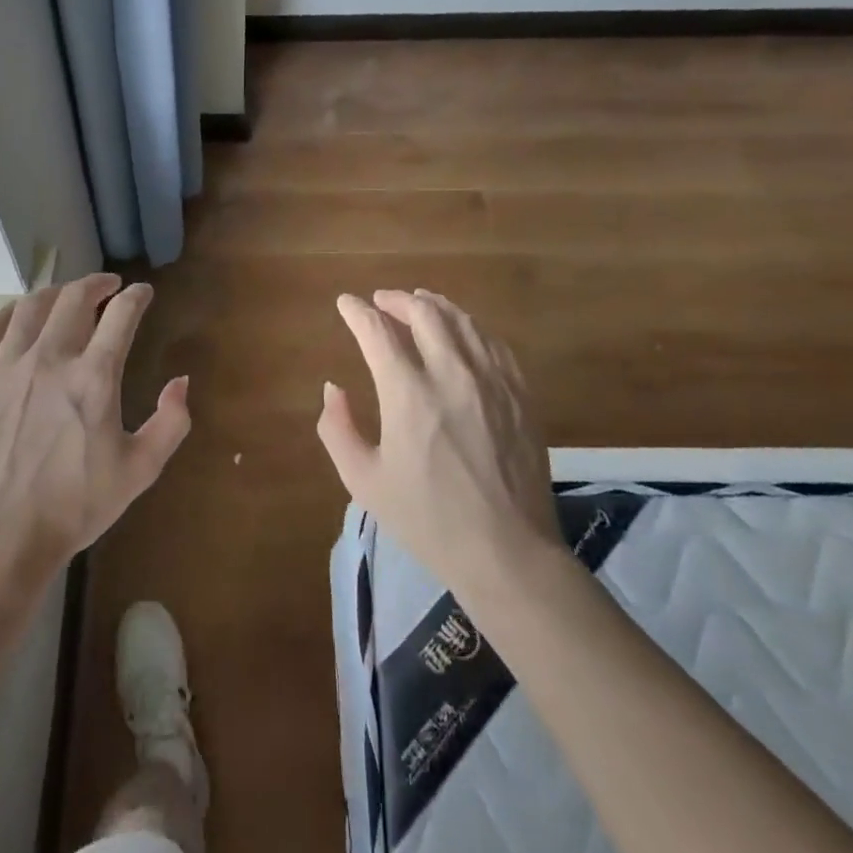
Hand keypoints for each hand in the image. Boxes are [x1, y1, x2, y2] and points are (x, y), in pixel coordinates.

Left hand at [0, 273, 189, 576]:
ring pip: (30, 308)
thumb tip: (181, 381)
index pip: (121, 315)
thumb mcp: (140, 470)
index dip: (136, 296)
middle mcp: (51, 360)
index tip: (143, 292)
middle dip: (96, 284)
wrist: (4, 534)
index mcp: (94, 377)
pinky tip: (17, 314)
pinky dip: (6, 315)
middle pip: (74, 299)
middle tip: (108, 285)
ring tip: (67, 295)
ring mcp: (8, 369)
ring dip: (54, 293)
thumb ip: (171, 423)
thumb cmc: (77, 504)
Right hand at [318, 289, 562, 596]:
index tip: (346, 303)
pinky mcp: (520, 393)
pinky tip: (462, 332)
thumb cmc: (427, 519)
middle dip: (396, 300)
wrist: (507, 552)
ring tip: (419, 303)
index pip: (377, 331)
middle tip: (381, 301)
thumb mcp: (364, 481)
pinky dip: (469, 326)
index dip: (357, 312)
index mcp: (408, 394)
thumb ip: (336, 428)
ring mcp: (492, 381)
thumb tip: (333, 389)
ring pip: (462, 320)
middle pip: (423, 313)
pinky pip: (493, 342)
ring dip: (434, 305)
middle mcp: (451, 374)